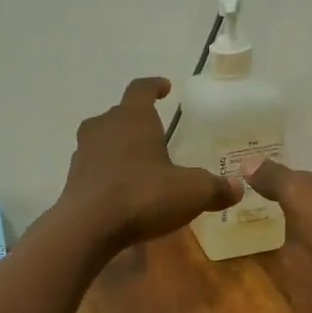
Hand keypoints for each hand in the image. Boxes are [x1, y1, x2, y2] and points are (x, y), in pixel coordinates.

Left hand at [59, 78, 240, 250]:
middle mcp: (103, 126)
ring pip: (103, 139)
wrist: (88, 227)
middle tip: (156, 132)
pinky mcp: (73, 178)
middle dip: (137, 120)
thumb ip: (215, 188)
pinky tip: (122, 188)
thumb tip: (238, 187)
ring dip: (120, 146)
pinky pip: (95, 166)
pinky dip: (108, 171)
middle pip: (120, 114)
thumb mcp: (191, 192)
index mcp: (132, 117)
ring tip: (139, 161)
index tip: (165, 87)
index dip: (154, 86)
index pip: (141, 89)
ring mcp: (83, 152)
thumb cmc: (143, 195)